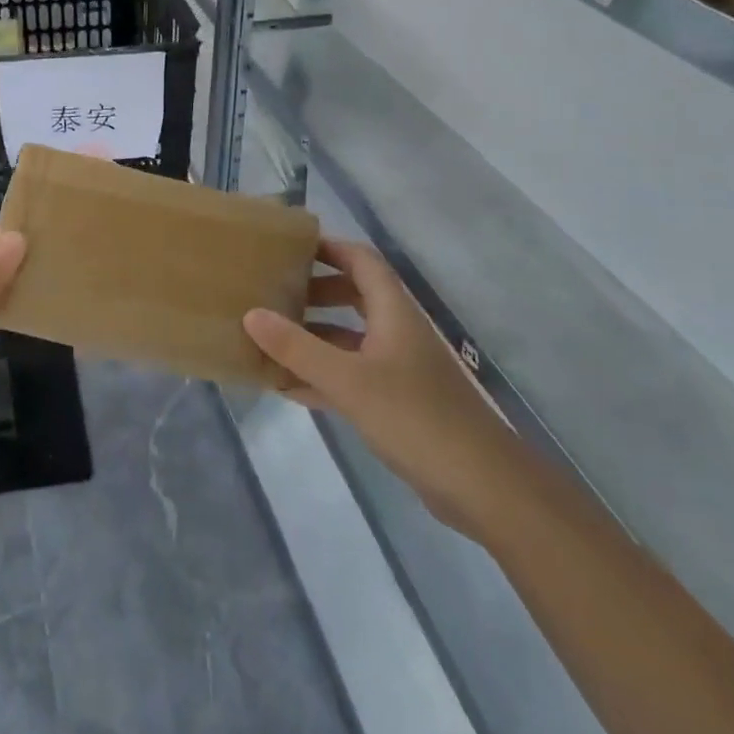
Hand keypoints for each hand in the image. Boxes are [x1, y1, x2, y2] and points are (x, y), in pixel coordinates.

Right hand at [244, 240, 513, 533]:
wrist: (482, 486)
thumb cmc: (415, 418)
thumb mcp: (348, 380)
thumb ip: (297, 348)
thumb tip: (251, 313)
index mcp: (393, 312)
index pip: (360, 260)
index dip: (327, 248)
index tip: (288, 247)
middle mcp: (397, 331)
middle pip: (354, 295)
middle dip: (314, 292)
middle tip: (273, 295)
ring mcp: (399, 368)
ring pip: (350, 339)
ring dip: (313, 338)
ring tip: (270, 340)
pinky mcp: (398, 403)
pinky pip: (352, 376)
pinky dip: (322, 376)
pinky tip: (288, 388)